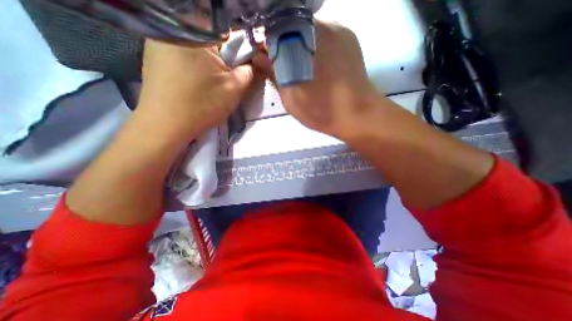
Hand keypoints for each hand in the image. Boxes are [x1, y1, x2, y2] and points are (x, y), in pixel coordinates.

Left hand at [137, 37, 256, 140]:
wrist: (166, 125)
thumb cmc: (202, 105)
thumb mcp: (233, 88)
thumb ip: (251, 72)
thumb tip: (262, 62)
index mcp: (195, 33)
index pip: (232, 35)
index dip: (248, 51)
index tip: (254, 65)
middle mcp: (174, 30)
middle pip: (216, 41)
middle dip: (231, 58)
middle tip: (238, 76)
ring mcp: (161, 42)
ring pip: (202, 49)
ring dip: (216, 63)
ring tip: (219, 81)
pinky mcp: (157, 56)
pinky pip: (188, 55)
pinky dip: (201, 66)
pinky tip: (202, 81)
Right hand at [277, 21, 378, 138]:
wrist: (358, 114)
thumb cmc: (321, 111)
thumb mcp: (291, 98)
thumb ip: (274, 75)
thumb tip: (259, 58)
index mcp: (303, 42)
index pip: (275, 31)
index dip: (267, 45)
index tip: (268, 61)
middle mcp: (322, 26)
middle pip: (293, 27)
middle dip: (284, 45)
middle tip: (284, 68)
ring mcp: (339, 30)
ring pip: (308, 31)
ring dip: (300, 46)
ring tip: (301, 69)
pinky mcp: (349, 38)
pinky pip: (324, 36)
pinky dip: (315, 47)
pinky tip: (317, 66)